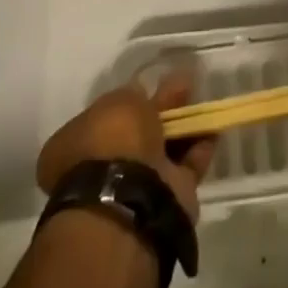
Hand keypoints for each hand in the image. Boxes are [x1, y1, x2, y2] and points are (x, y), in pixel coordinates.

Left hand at [36, 73, 217, 223]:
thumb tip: (141, 96)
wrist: (129, 201)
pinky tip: (213, 129)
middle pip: (136, 133)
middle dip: (160, 110)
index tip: (148, 86)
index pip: (102, 118)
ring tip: (202, 102)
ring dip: (182, 127)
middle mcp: (101, 169)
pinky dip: (199, 148)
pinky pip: (185, 167)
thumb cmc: (113, 142)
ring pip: (162, 150)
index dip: (126, 102)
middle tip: (183, 85)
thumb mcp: (119, 101)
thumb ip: (132, 96)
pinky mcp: (165, 201)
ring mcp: (132, 188)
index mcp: (74, 147)